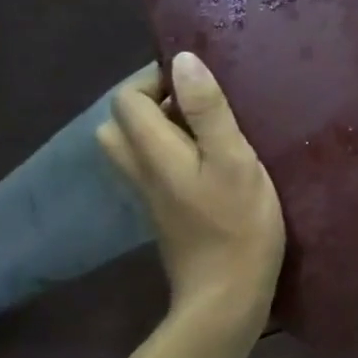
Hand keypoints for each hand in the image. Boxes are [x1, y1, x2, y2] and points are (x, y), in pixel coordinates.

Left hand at [97, 52, 284, 327]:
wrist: (226, 297)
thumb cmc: (237, 226)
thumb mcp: (233, 160)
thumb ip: (208, 111)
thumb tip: (184, 60)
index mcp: (154, 152)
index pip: (127, 99)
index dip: (154, 79)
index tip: (196, 81)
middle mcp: (141, 171)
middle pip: (120, 124)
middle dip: (152, 102)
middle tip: (196, 103)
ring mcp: (151, 196)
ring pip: (135, 148)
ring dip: (162, 128)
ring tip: (205, 128)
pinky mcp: (165, 214)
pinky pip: (154, 168)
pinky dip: (172, 152)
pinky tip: (211, 160)